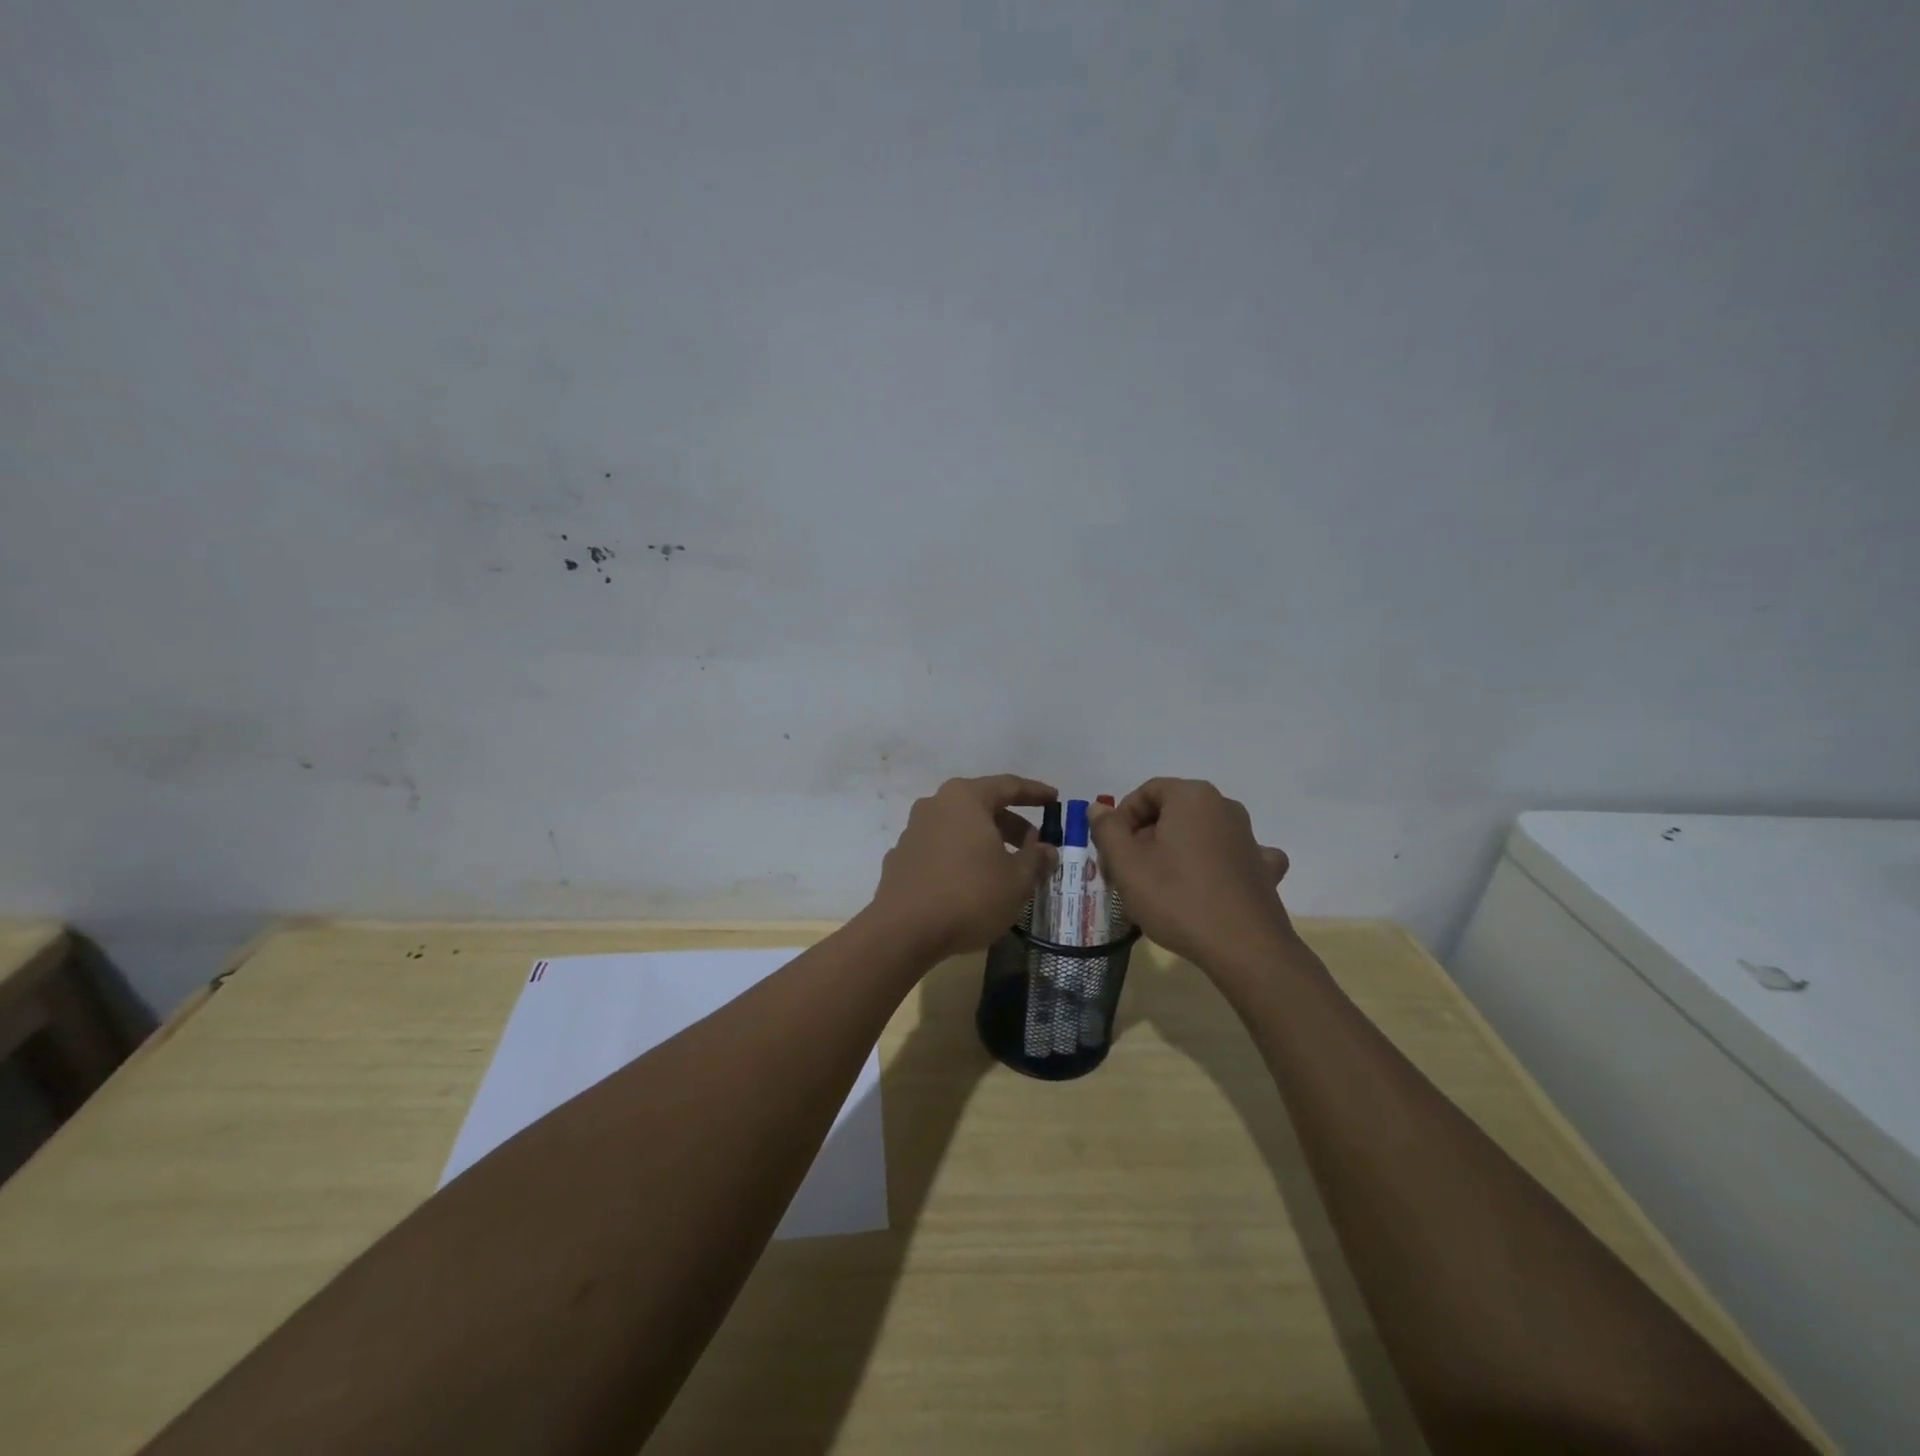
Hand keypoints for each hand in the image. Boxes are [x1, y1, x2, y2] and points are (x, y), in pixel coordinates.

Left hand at [868, 775, 1058, 959]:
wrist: (903, 931)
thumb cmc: (969, 895)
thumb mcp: (1016, 880)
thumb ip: (1035, 859)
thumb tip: (1046, 849)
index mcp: (965, 798)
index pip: (1008, 786)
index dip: (1035, 792)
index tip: (1054, 799)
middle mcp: (936, 805)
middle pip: (981, 806)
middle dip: (1010, 823)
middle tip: (1032, 844)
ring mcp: (913, 830)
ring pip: (959, 827)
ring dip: (985, 841)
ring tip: (1005, 867)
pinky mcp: (901, 858)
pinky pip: (940, 848)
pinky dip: (961, 856)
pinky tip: (971, 882)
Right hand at [1091, 779, 1293, 969]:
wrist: (1244, 948)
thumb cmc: (1176, 897)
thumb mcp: (1126, 864)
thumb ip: (1107, 829)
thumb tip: (1098, 808)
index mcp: (1191, 797)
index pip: (1147, 792)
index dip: (1122, 818)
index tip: (1112, 850)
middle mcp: (1224, 807)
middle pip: (1173, 811)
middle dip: (1145, 836)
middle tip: (1127, 871)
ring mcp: (1249, 837)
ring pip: (1200, 833)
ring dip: (1176, 851)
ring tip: (1159, 885)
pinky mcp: (1263, 868)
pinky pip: (1231, 856)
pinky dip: (1215, 865)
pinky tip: (1209, 884)